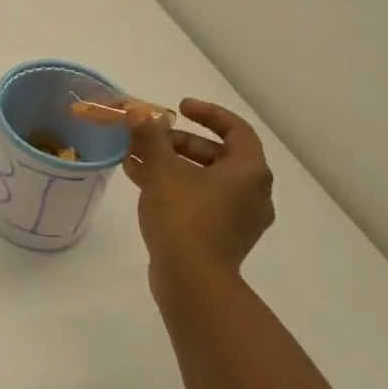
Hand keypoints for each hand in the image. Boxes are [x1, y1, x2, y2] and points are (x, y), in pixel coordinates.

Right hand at [124, 98, 275, 294]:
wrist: (192, 280)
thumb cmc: (183, 217)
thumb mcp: (162, 170)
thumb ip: (150, 137)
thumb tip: (137, 112)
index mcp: (249, 171)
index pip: (235, 129)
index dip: (207, 113)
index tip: (179, 107)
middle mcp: (253, 192)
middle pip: (216, 154)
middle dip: (178, 142)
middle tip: (148, 138)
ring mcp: (240, 218)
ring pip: (204, 179)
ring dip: (171, 165)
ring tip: (134, 159)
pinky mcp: (223, 237)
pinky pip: (201, 201)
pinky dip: (176, 188)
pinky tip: (142, 184)